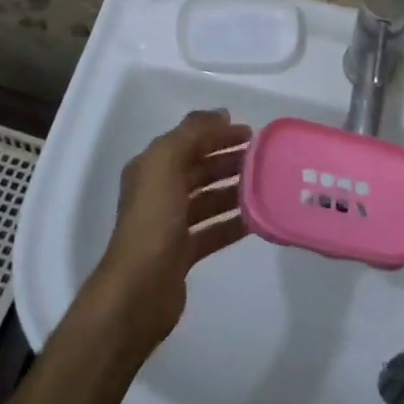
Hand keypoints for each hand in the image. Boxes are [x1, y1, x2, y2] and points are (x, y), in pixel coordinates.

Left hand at [86, 110, 252, 352]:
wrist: (139, 289)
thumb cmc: (153, 219)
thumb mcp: (166, 162)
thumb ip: (192, 133)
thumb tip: (221, 115)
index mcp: (151, 167)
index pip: (188, 141)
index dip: (217, 133)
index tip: (250, 132)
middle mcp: (158, 192)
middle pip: (198, 168)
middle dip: (228, 159)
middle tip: (261, 159)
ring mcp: (170, 224)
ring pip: (207, 199)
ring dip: (233, 189)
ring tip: (264, 186)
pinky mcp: (182, 253)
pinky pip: (212, 230)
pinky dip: (232, 222)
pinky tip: (256, 219)